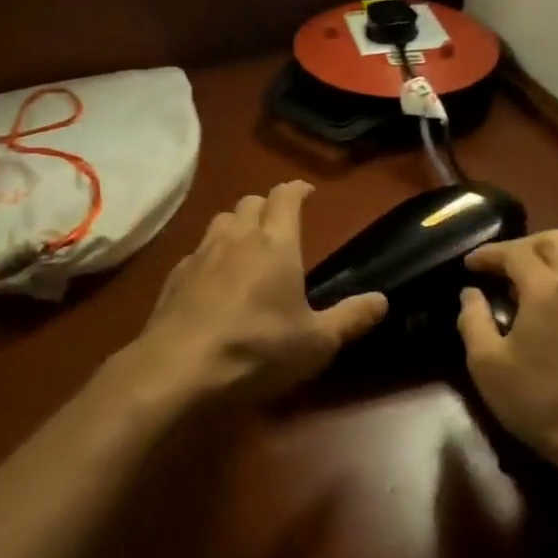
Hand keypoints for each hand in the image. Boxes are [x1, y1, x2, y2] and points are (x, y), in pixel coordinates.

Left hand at [128, 182, 387, 404]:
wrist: (178, 368)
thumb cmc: (256, 349)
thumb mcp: (315, 343)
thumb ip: (350, 318)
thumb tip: (382, 299)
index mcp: (275, 244)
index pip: (285, 197)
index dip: (298, 190)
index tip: (308, 192)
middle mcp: (237, 238)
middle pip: (250, 202)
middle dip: (267, 206)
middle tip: (280, 224)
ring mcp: (201, 254)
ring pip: (221, 220)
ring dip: (237, 225)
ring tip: (247, 246)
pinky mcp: (175, 276)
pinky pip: (198, 251)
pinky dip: (212, 255)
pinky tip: (214, 280)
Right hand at [457, 231, 557, 471]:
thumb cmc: (541, 401)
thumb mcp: (488, 365)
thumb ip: (473, 321)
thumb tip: (470, 294)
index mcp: (547, 288)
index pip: (515, 252)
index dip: (489, 253)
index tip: (469, 264)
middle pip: (556, 240)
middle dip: (525, 246)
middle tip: (502, 268)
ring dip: (552, 263)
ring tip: (529, 289)